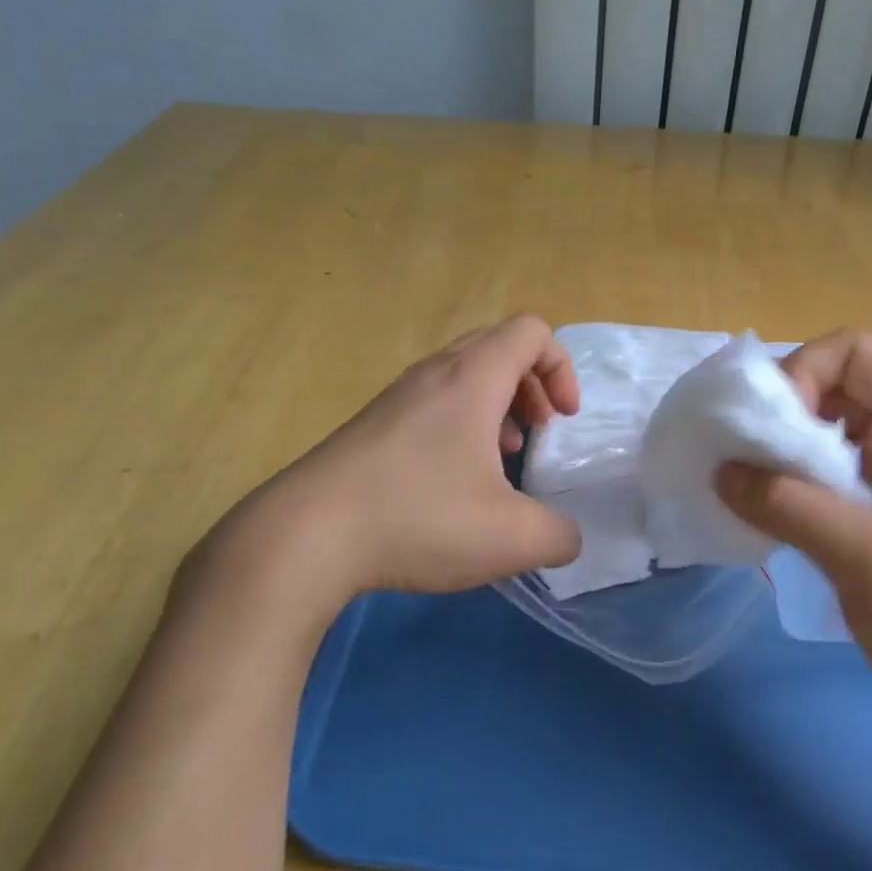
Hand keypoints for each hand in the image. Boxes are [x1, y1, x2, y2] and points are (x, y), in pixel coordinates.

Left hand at [193, 316, 583, 623]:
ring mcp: (398, 396)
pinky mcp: (372, 423)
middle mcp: (434, 372)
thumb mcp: (510, 538)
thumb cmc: (418, 518)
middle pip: (498, 345)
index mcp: (473, 378)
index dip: (561, 368)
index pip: (531, 332)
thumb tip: (566, 539)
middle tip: (539, 430)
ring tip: (502, 457)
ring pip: (463, 373)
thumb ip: (558, 536)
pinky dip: (460, 422)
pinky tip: (454, 478)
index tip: (562, 420)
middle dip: (532, 383)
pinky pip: (433, 400)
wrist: (305, 534)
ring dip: (496, 403)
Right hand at [714, 330, 871, 766]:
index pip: (852, 351)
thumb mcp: (868, 559)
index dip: (802, 373)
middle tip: (741, 458)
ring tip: (742, 482)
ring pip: (820, 427)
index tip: (769, 432)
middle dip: (780, 411)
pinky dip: (786, 478)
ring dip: (777, 447)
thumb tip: (719, 469)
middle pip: (831, 383)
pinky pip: (821, 469)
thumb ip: (788, 504)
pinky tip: (762, 508)